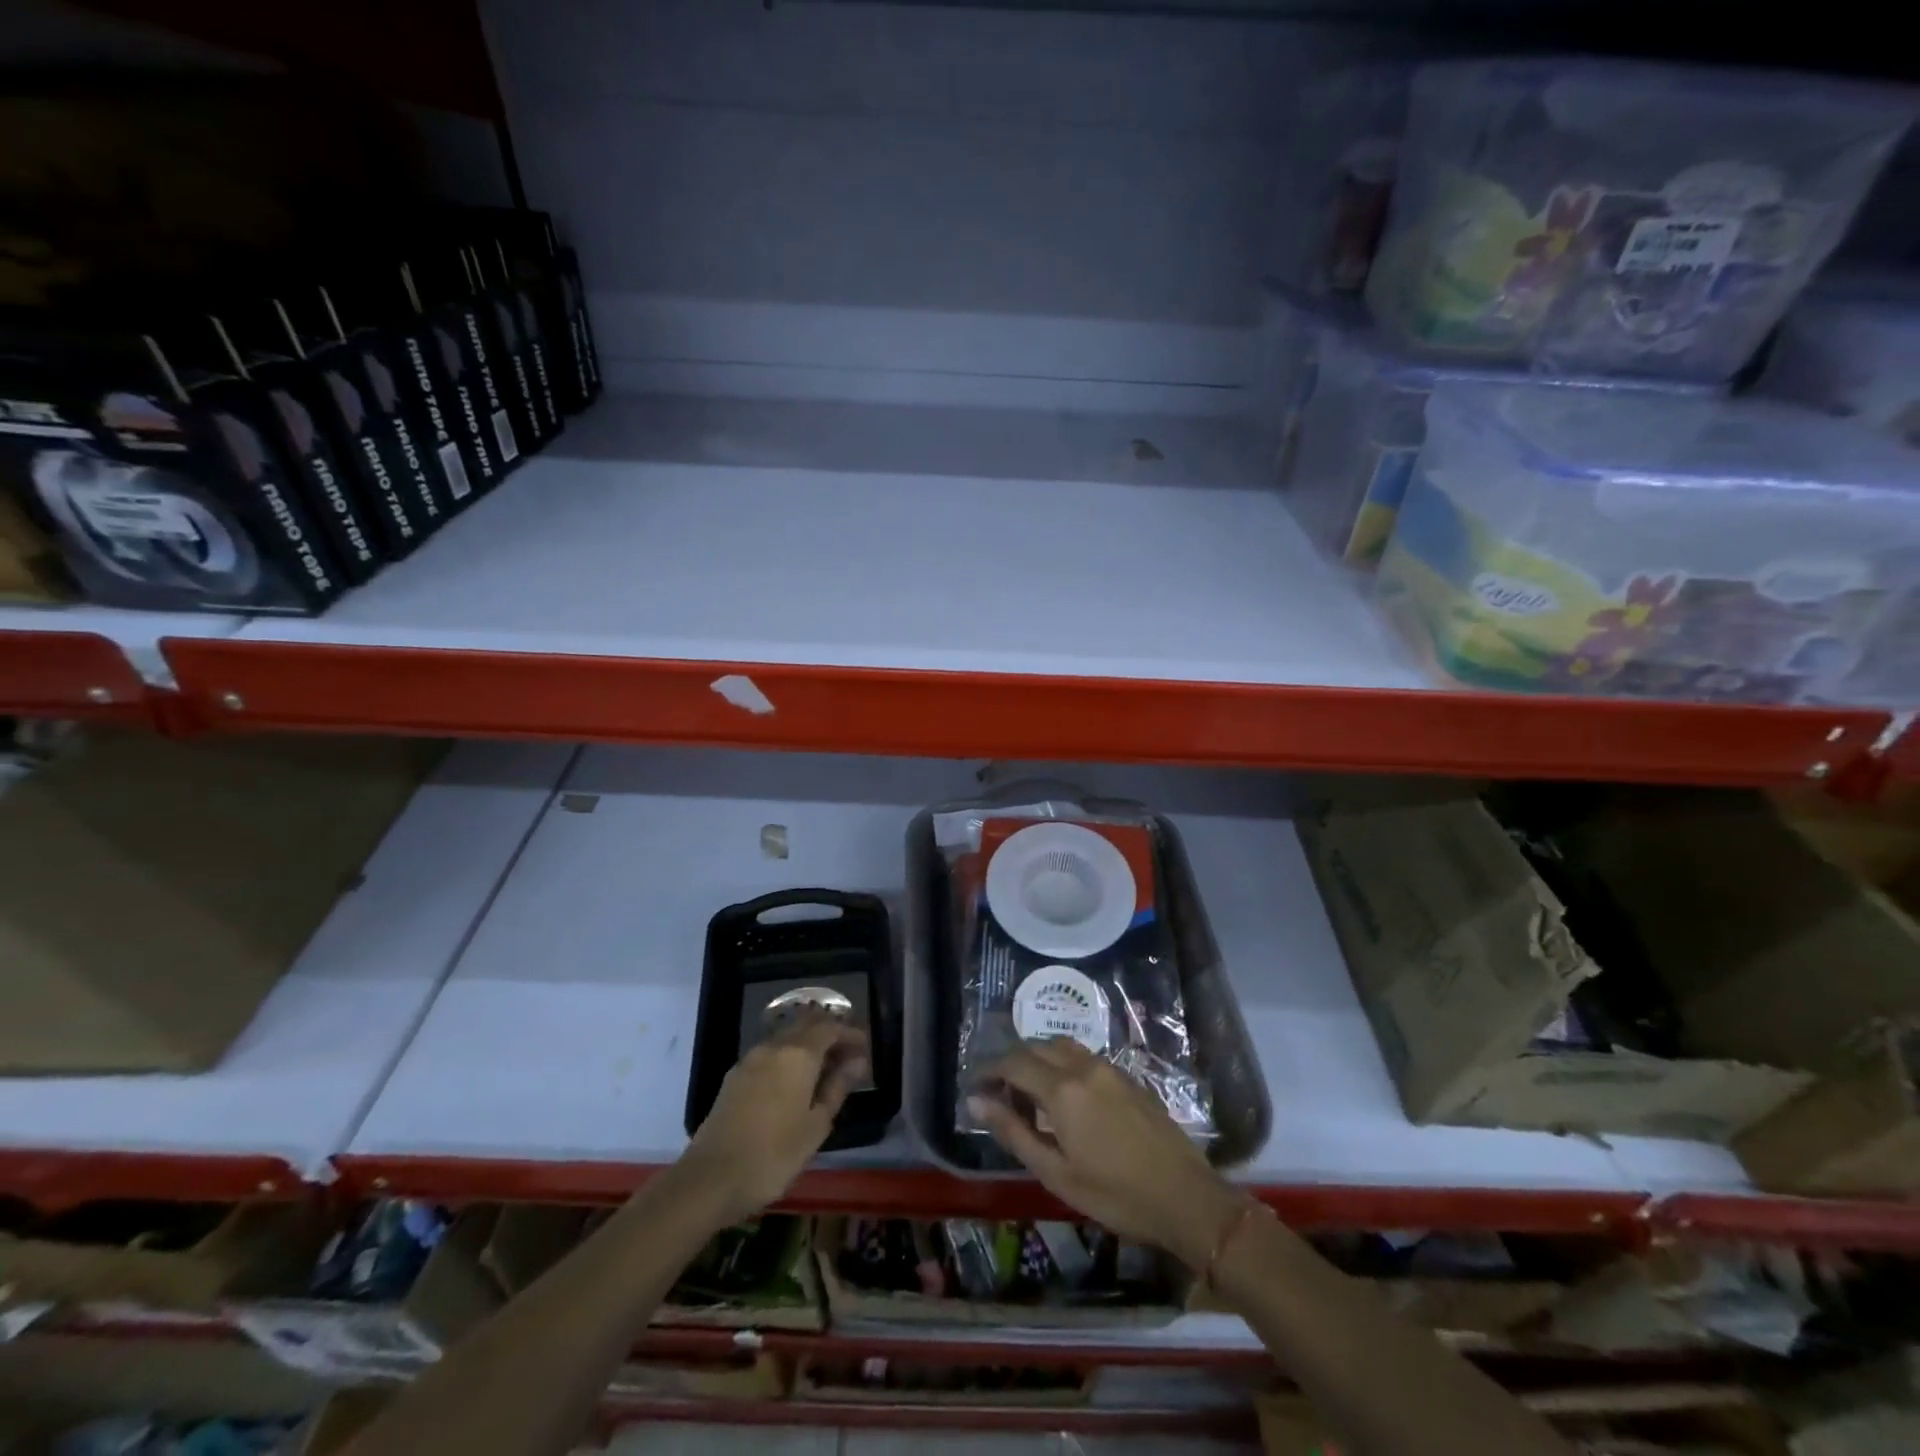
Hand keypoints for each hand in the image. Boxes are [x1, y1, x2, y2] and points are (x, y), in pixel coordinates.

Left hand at [681, 1015, 870, 1225]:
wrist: (709, 1179)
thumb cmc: (773, 1155)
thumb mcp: (816, 1125)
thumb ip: (837, 1087)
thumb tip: (856, 1061)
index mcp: (798, 1054)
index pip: (830, 1028)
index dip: (850, 1034)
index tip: (865, 1049)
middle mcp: (773, 1046)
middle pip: (806, 1026)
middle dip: (829, 1035)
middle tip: (848, 1057)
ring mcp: (750, 1059)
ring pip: (786, 1039)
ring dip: (808, 1046)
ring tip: (824, 1071)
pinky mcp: (734, 1076)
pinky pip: (770, 1054)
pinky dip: (788, 1058)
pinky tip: (794, 1082)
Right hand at [969, 1039, 1244, 1269]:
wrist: (1184, 1197)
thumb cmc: (1115, 1194)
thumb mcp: (1056, 1173)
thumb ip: (1014, 1132)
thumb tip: (976, 1102)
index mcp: (1061, 1089)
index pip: (1013, 1063)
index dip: (988, 1071)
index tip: (974, 1088)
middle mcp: (1082, 1066)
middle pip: (1035, 1047)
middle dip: (1011, 1064)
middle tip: (999, 1095)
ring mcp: (1108, 1068)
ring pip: (1060, 1045)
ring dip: (1038, 1059)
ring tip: (1030, 1093)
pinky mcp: (1126, 1076)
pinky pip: (1083, 1055)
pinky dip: (1062, 1064)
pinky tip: (1065, 1097)